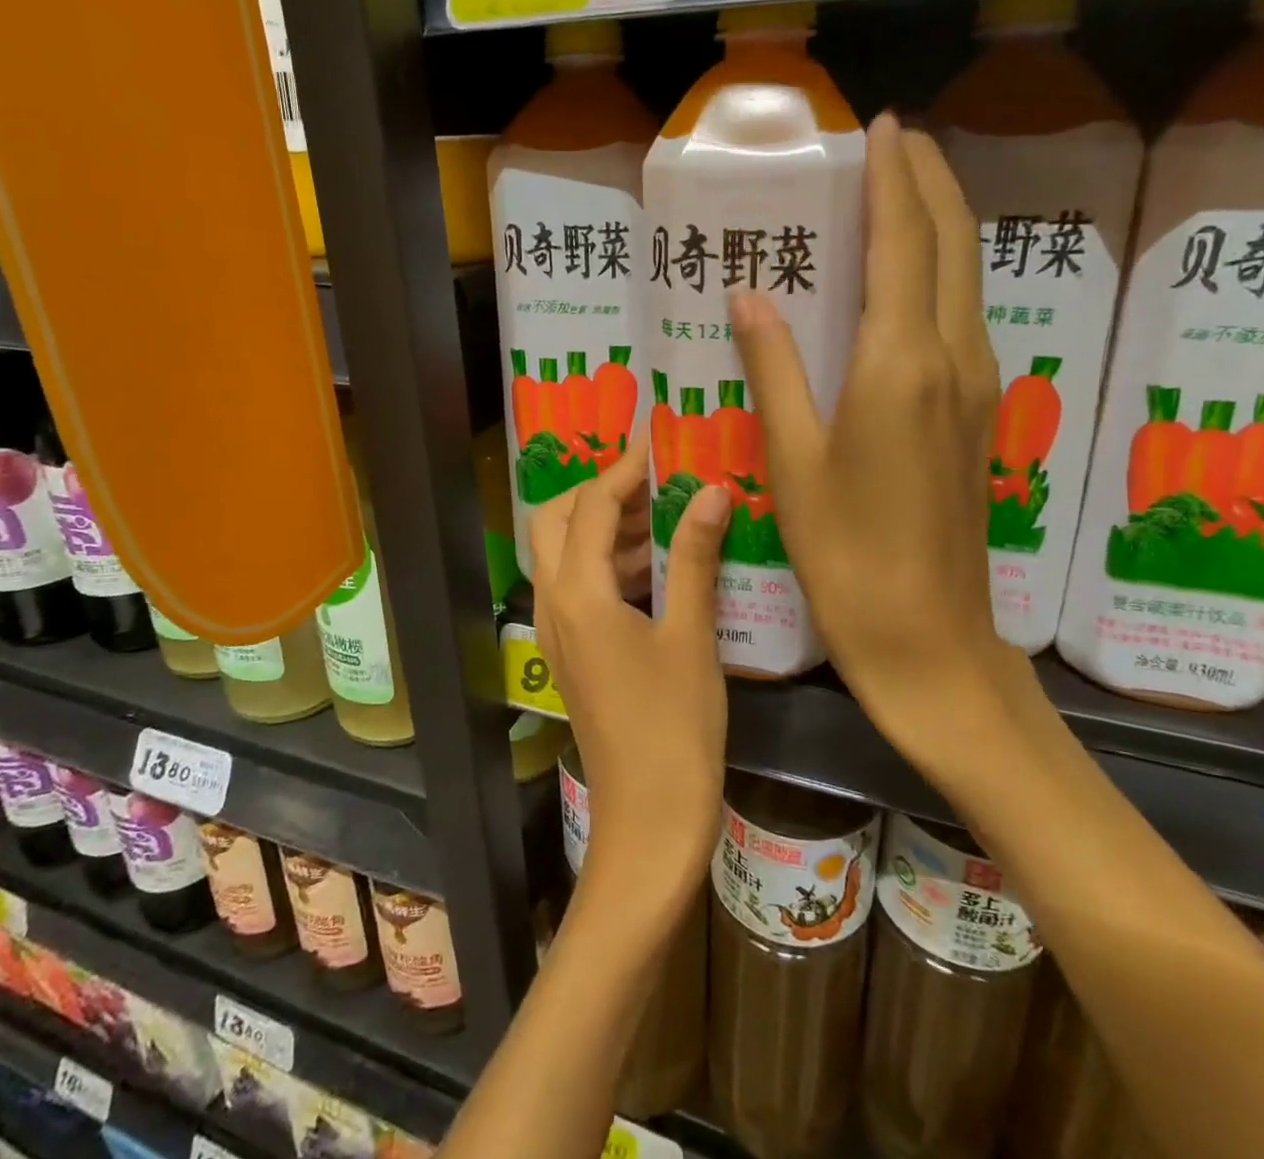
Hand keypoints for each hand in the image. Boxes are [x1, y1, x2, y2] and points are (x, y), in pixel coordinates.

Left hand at [530, 441, 730, 904]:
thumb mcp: (691, 635)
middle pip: (553, 523)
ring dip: (602, 528)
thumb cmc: (675, 727)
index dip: (622, 469)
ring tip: (661, 515)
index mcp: (578, 595)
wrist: (649, 819)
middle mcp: (554, 606)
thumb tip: (710, 490)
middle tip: (649, 481)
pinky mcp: (572, 654)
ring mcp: (557, 633)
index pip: (589, 506)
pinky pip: (576, 588)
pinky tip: (656, 569)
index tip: (657, 443)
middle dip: (595, 493)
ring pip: (562, 556)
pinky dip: (606, 564)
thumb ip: (693, 557)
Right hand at [731, 113, 1031, 752]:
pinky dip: (941, 274)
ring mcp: (976, 387)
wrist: (928, 635)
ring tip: (903, 193)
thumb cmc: (846, 551)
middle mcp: (951, 359)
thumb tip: (749, 296)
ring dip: (941, 224)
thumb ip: (774, 368)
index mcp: (900, 363)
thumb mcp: (794, 460)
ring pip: (967, 278)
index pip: (904, 242)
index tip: (882, 129)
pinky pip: (963, 317)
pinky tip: (909, 280)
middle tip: (899, 143)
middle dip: (931, 182)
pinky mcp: (977, 415)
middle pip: (954, 244)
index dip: (894, 179)